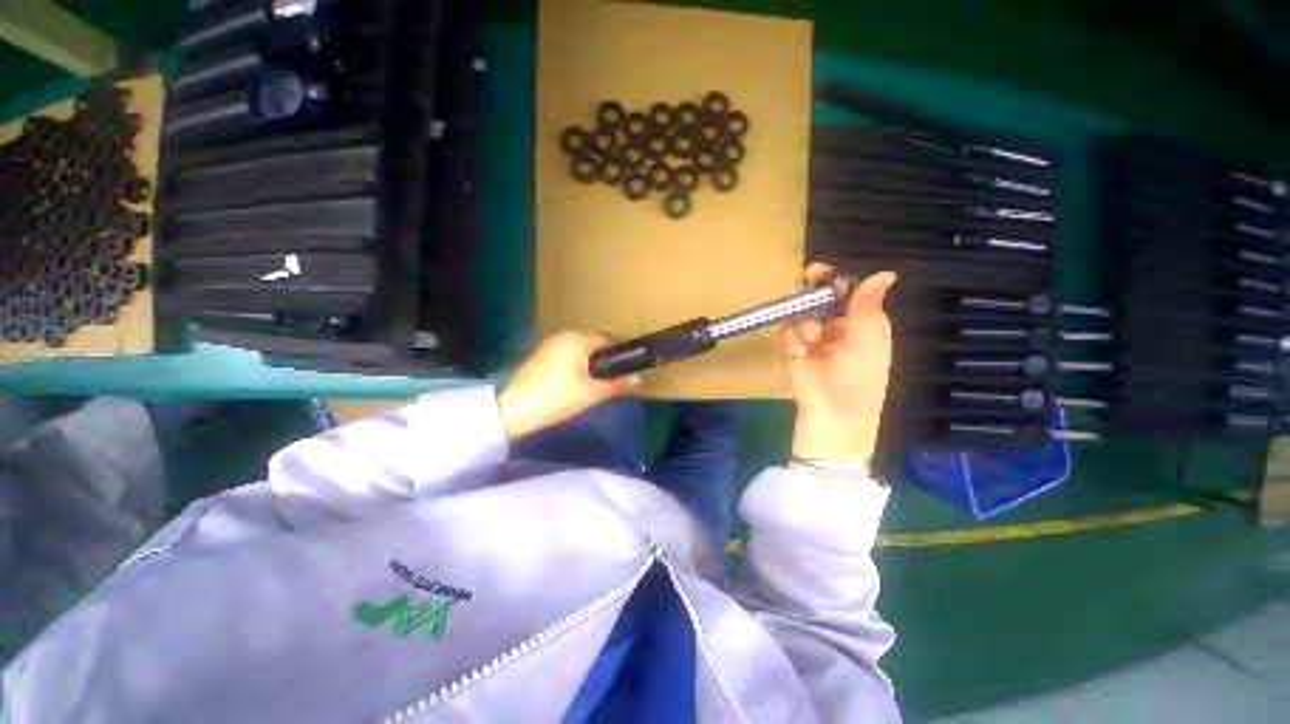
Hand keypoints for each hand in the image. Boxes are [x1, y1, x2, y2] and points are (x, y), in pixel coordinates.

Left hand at [498, 331, 640, 439]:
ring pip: (580, 353)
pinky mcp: (540, 357)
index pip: (608, 340)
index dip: (621, 354)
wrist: (514, 411)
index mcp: (576, 339)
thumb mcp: (592, 393)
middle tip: (612, 382)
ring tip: (594, 386)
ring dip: (590, 366)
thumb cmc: (557, 398)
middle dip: (604, 362)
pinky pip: (567, 358)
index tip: (629, 369)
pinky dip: (575, 368)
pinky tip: (575, 386)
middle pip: (594, 346)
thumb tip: (639, 380)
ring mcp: (549, 346)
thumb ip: (617, 384)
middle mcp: (562, 336)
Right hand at [783, 265, 897, 462]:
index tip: (824, 272)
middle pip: (820, 298)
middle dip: (814, 290)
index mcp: (861, 324)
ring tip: (812, 339)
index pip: (848, 292)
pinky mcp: (792, 351)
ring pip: (802, 313)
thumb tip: (885, 273)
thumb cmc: (860, 382)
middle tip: (809, 279)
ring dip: (806, 320)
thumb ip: (868, 307)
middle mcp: (836, 327)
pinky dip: (793, 337)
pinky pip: (788, 332)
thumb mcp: (870, 341)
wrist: (833, 419)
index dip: (837, 280)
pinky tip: (801, 351)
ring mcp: (812, 339)